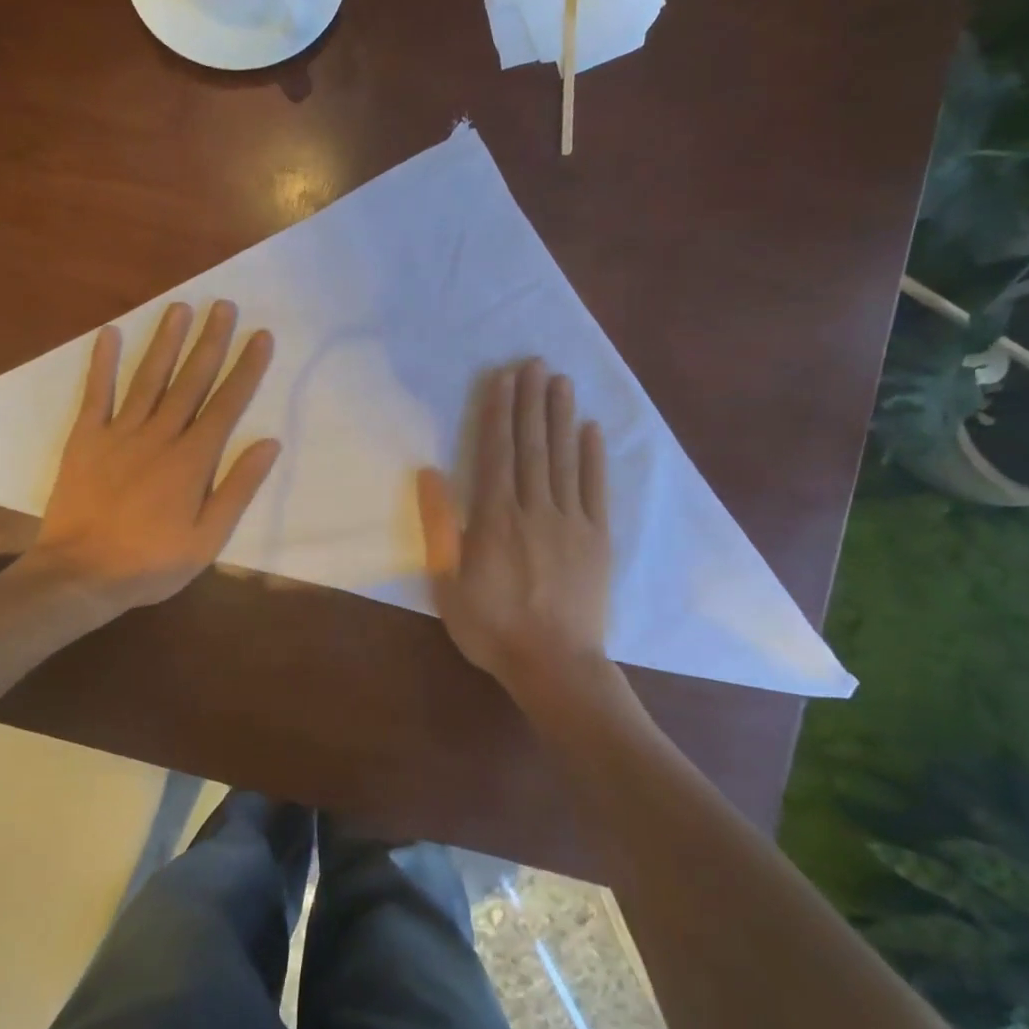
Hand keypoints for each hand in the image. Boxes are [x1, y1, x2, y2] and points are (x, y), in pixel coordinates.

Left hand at [25, 300, 279, 613]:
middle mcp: (160, 436)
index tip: (260, 336)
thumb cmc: (151, 562)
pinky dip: (102, 363)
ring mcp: (119, 433)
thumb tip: (268, 443)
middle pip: (190, 380)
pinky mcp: (85, 439)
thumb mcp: (208, 538)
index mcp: (192, 460)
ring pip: (149, 378)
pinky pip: (96, 394)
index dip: (246, 368)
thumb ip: (237, 488)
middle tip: (224, 305)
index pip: (226, 404)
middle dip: (210, 341)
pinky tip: (110, 333)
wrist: (81, 574)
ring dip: (165, 341)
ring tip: (180, 307)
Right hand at [417, 360, 611, 691]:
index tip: (502, 378)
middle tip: (534, 362)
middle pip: (531, 446)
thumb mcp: (447, 583)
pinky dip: (593, 457)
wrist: (555, 666)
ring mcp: (571, 521)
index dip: (498, 413)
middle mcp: (534, 509)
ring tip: (560, 381)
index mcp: (495, 519)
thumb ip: (440, 526)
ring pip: (563, 459)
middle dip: (531, 402)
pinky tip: (590, 429)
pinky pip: (595, 489)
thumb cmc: (492, 627)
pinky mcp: (598, 538)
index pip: (495, 453)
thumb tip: (430, 472)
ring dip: (560, 417)